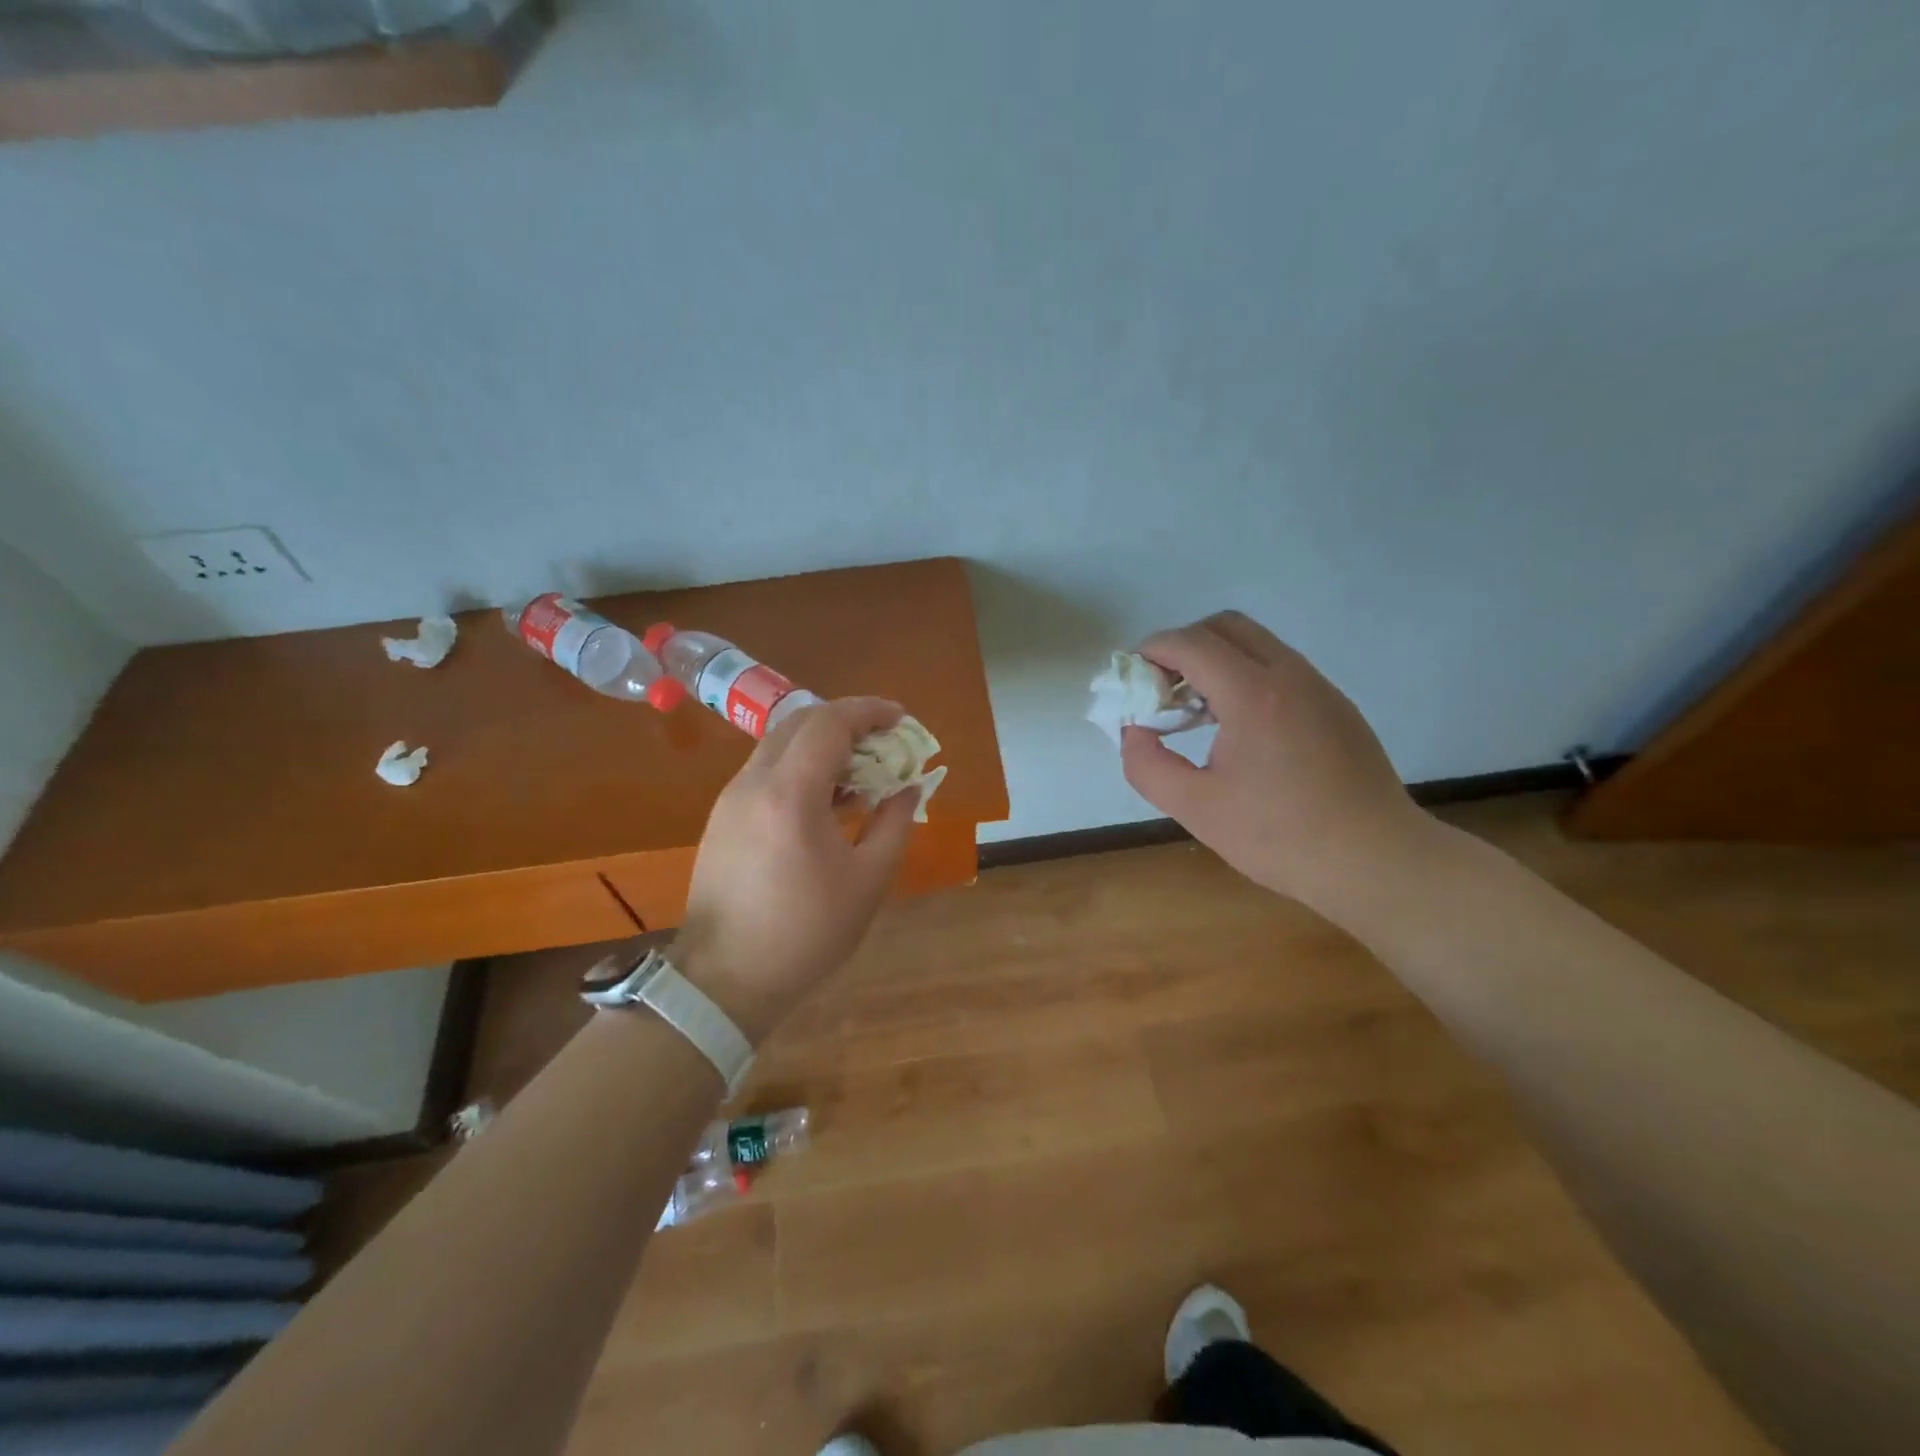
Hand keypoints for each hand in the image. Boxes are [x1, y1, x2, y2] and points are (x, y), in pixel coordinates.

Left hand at [673, 697, 919, 1041]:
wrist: (724, 979)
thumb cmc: (805, 933)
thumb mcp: (868, 881)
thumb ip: (894, 824)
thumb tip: (910, 789)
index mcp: (790, 794)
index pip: (829, 722)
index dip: (869, 711)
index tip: (901, 718)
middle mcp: (754, 783)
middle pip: (800, 723)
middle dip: (846, 721)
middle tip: (884, 741)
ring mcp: (731, 799)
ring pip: (779, 745)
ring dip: (822, 744)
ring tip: (860, 773)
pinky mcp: (722, 818)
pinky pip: (766, 772)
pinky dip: (800, 768)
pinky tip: (826, 802)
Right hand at [1120, 612, 1436, 917]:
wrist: (1376, 861)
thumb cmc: (1281, 837)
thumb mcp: (1196, 808)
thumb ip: (1147, 765)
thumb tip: (1133, 731)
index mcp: (1252, 695)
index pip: (1190, 643)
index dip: (1151, 651)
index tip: (1131, 680)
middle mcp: (1289, 675)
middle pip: (1224, 625)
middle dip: (1182, 645)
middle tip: (1162, 689)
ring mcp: (1319, 687)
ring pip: (1256, 644)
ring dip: (1215, 660)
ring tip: (1195, 711)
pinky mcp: (1335, 706)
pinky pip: (1279, 668)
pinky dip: (1245, 676)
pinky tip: (1237, 729)